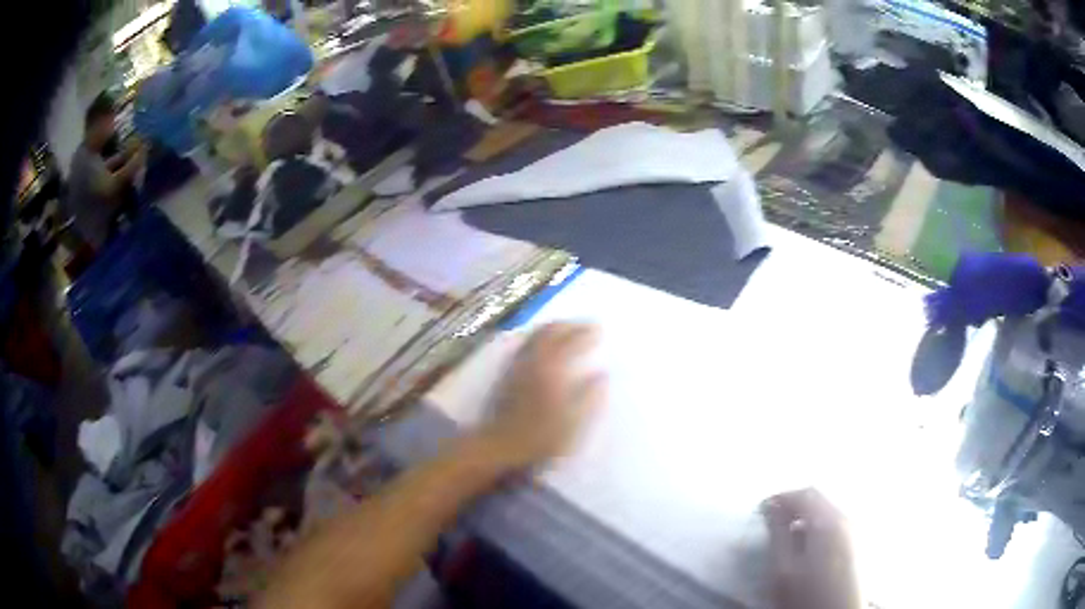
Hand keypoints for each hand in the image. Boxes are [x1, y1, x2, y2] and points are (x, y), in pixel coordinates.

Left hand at [477, 323, 605, 471]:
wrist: (500, 445)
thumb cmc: (540, 437)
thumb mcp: (573, 421)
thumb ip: (589, 396)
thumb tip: (602, 374)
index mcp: (552, 369)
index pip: (570, 342)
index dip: (586, 333)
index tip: (600, 329)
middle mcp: (533, 361)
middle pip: (549, 331)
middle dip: (568, 325)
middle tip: (585, 324)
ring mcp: (517, 365)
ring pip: (535, 335)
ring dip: (552, 328)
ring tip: (567, 329)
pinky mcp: (507, 374)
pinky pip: (525, 345)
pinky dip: (538, 337)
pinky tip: (543, 346)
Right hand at [762, 489, 860, 608]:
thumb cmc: (806, 595)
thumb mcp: (783, 568)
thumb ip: (777, 534)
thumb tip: (772, 507)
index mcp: (826, 521)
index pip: (803, 494)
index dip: (780, 497)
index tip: (761, 510)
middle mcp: (845, 517)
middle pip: (818, 498)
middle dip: (793, 504)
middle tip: (771, 520)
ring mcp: (855, 529)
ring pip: (827, 509)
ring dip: (806, 514)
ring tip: (786, 533)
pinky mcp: (857, 542)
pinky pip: (835, 521)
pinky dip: (818, 524)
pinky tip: (807, 543)